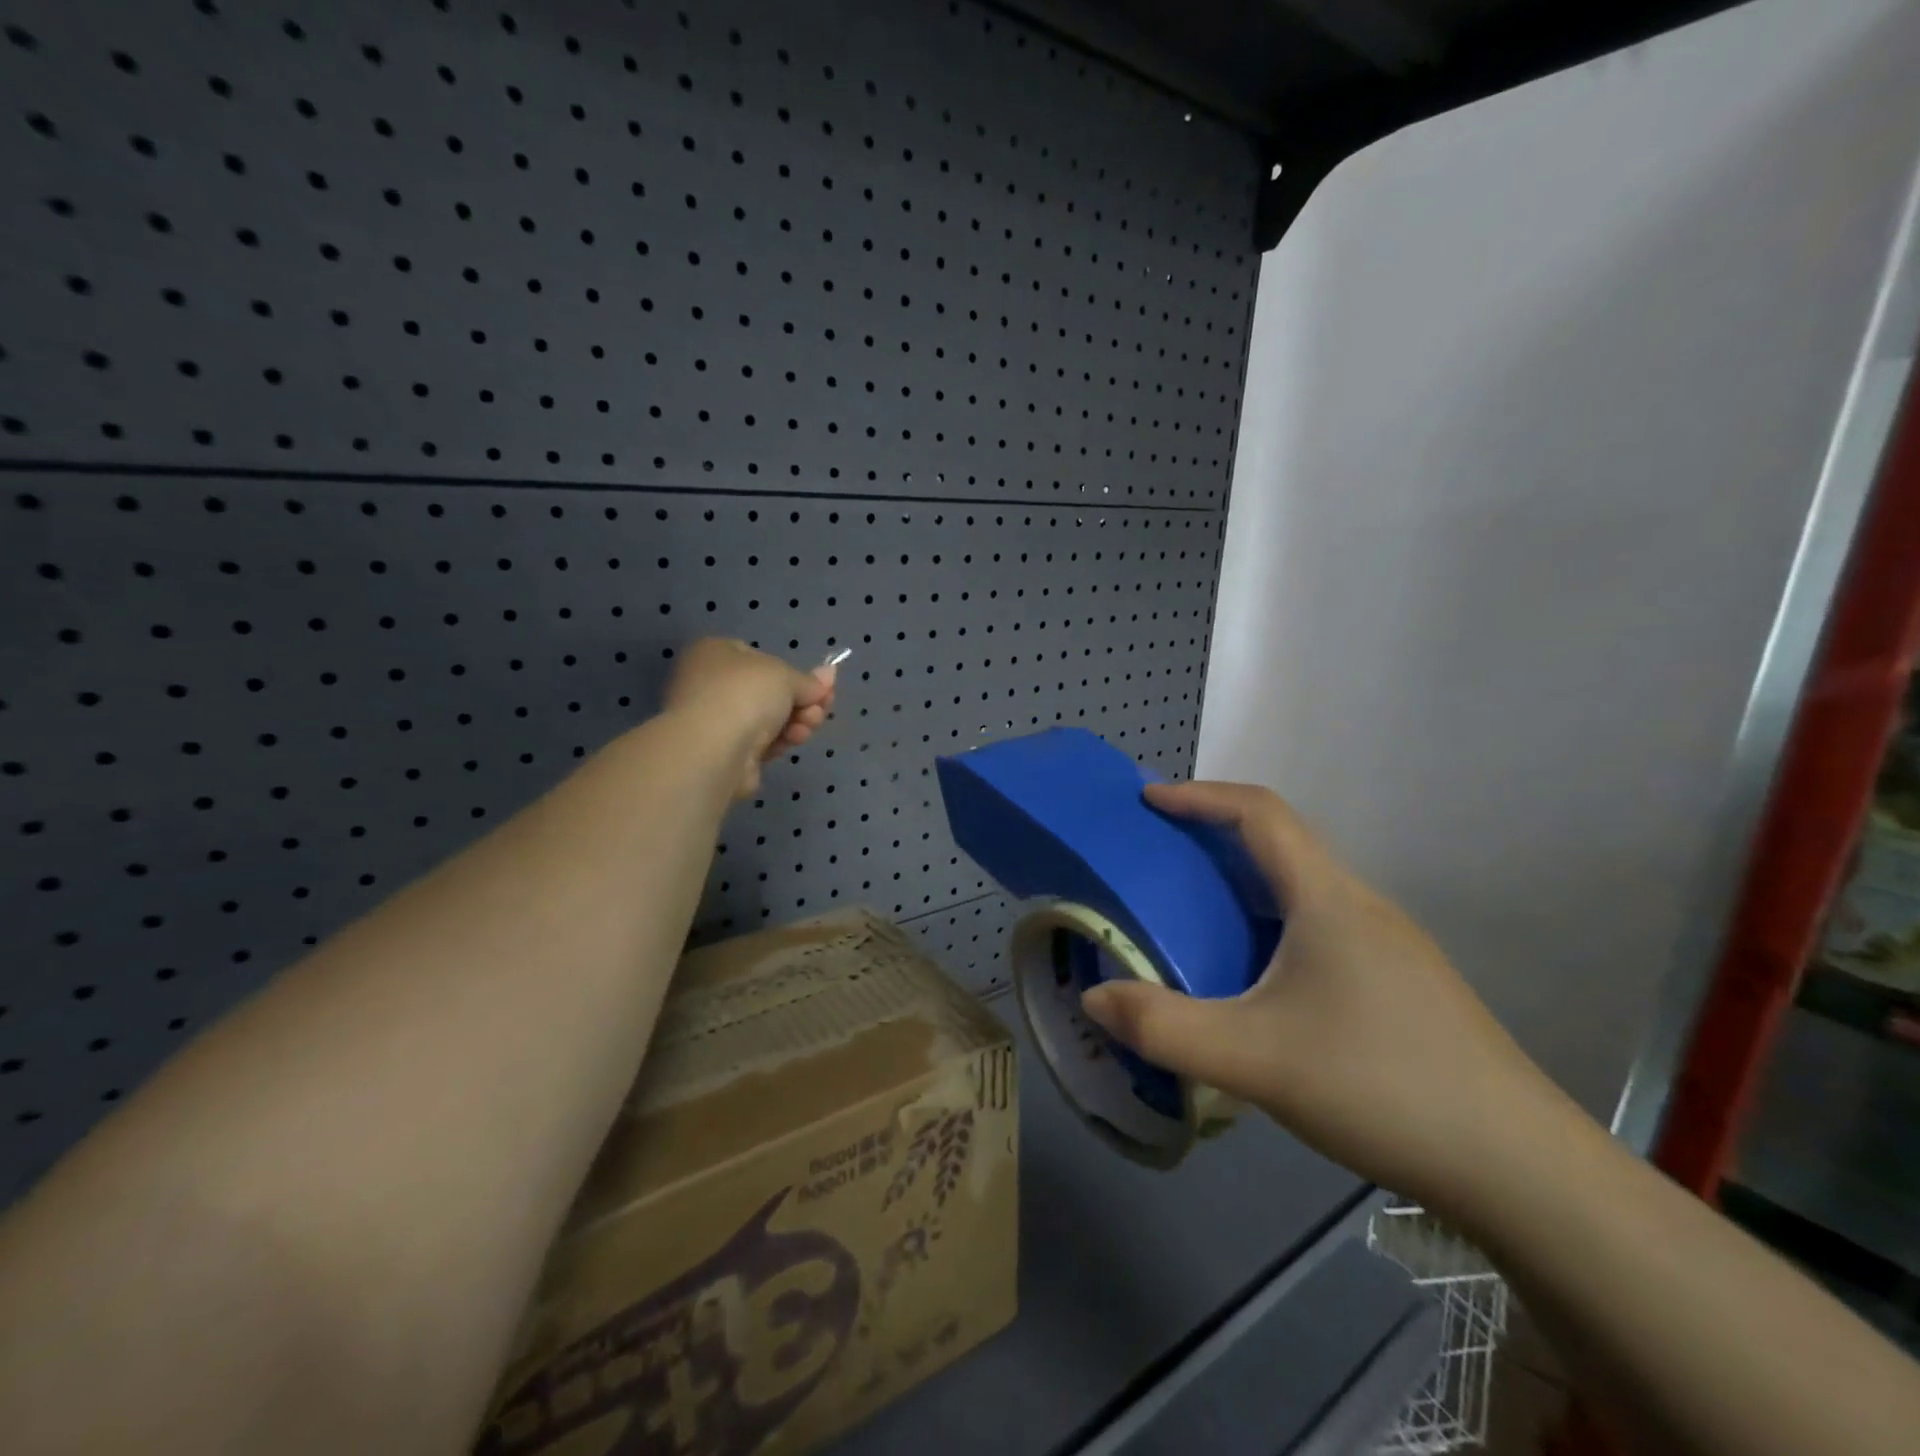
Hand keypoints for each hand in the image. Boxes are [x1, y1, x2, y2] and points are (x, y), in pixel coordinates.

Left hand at [663, 639, 837, 796]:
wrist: (714, 748)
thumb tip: (829, 674)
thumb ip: (809, 680)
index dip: (793, 672)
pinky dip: (781, 741)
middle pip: (769, 692)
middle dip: (802, 701)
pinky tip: (793, 741)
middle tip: (821, 708)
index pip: (761, 658)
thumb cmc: (745, 694)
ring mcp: (716, 721)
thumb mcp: (785, 676)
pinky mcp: (725, 753)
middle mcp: (711, 684)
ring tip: (809, 725)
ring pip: (769, 719)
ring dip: (797, 721)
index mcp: (715, 653)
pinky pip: (761, 743)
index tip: (822, 685)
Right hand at [1081, 781, 1563, 1216]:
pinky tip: (1254, 981)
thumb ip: (1163, 1028)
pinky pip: (1319, 929)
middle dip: (1213, 838)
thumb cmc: (1381, 1085)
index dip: (1199, 796)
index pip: (1259, 812)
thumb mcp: (1254, 1059)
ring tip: (1193, 916)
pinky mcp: (1400, 985)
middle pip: (1280, 845)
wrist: (1521, 1169)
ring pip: (1301, 891)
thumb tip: (1093, 998)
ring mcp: (1388, 947)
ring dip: (1243, 886)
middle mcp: (1360, 906)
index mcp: (1327, 898)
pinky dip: (1270, 927)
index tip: (1148, 800)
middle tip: (1158, 859)